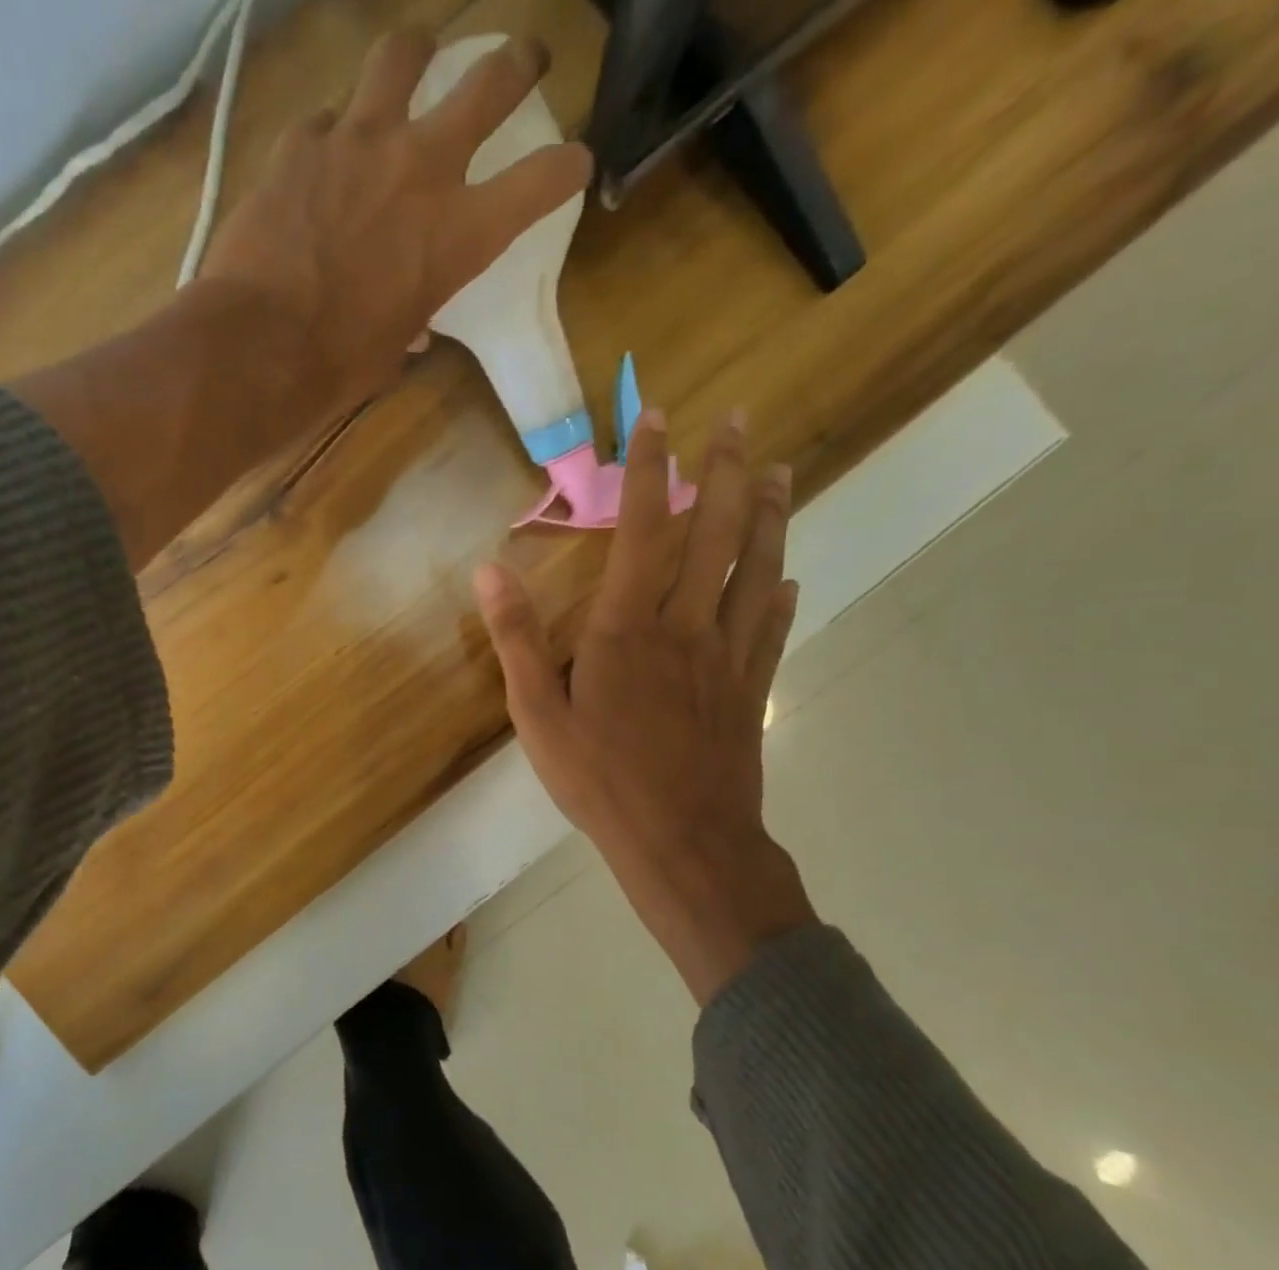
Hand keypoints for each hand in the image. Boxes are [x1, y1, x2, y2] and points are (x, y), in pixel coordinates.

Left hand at [200, 28, 591, 415]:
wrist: (260, 346)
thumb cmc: (339, 367)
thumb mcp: (395, 349)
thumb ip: (413, 320)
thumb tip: (412, 326)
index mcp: (459, 234)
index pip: (542, 181)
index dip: (568, 167)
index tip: (574, 162)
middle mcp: (422, 167)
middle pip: (490, 80)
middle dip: (518, 63)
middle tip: (525, 59)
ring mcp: (359, 140)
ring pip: (404, 53)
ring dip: (418, 54)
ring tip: (417, 60)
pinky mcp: (303, 139)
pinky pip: (328, 117)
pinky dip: (334, 132)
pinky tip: (325, 154)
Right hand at [474, 410, 816, 1005]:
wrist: (681, 842)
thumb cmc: (599, 780)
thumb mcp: (536, 714)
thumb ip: (515, 639)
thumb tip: (488, 569)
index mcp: (626, 629)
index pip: (641, 531)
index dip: (649, 471)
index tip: (658, 419)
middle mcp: (685, 627)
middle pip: (714, 536)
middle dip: (725, 472)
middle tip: (741, 421)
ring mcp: (727, 658)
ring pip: (757, 571)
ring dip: (769, 517)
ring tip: (781, 472)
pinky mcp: (751, 691)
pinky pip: (772, 630)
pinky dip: (782, 595)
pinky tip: (790, 577)